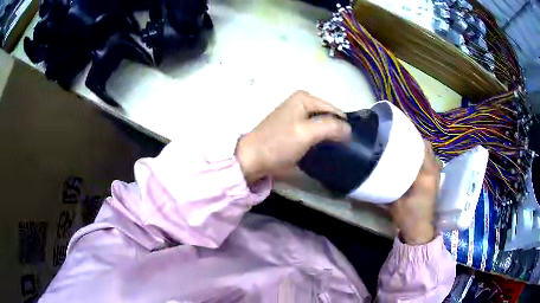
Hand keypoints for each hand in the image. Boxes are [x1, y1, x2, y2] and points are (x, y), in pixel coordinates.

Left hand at [236, 90, 350, 183]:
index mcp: (304, 98)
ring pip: (321, 125)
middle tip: (342, 149)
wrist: (253, 159)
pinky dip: (319, 140)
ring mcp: (296, 116)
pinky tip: (322, 151)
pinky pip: (313, 132)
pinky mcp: (293, 129)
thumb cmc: (278, 143)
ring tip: (335, 152)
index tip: (349, 144)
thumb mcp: (306, 133)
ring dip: (328, 137)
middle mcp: (301, 102)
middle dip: (336, 131)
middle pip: (328, 117)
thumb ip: (330, 127)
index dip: (343, 126)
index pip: (334, 110)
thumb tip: (349, 129)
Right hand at [388, 142, 441, 244]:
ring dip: (420, 150)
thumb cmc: (408, 215)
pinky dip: (424, 159)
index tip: (399, 134)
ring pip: (430, 155)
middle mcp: (434, 171)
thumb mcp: (395, 199)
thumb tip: (381, 167)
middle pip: (428, 148)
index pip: (422, 147)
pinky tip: (414, 163)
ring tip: (407, 151)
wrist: (420, 230)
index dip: (412, 138)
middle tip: (401, 142)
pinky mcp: (436, 181)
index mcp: (426, 173)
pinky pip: (431, 163)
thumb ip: (392, 181)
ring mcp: (437, 176)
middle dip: (416, 142)